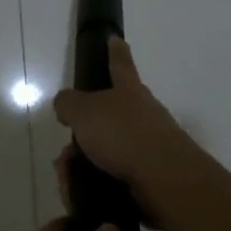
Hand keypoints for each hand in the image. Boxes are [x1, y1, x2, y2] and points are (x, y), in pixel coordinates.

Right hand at [52, 37, 205, 222]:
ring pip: (106, 150)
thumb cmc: (124, 135)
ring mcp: (148, 147)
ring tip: (68, 174)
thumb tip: (65, 104)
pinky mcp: (148, 177)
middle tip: (66, 149)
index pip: (120, 65)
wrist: (165, 180)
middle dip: (85, 131)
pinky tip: (80, 191)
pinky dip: (93, 182)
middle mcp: (142, 115)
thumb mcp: (85, 111)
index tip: (115, 39)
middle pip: (108, 116)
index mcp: (129, 91)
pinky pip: (111, 176)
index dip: (115, 52)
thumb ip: (69, 104)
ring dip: (83, 161)